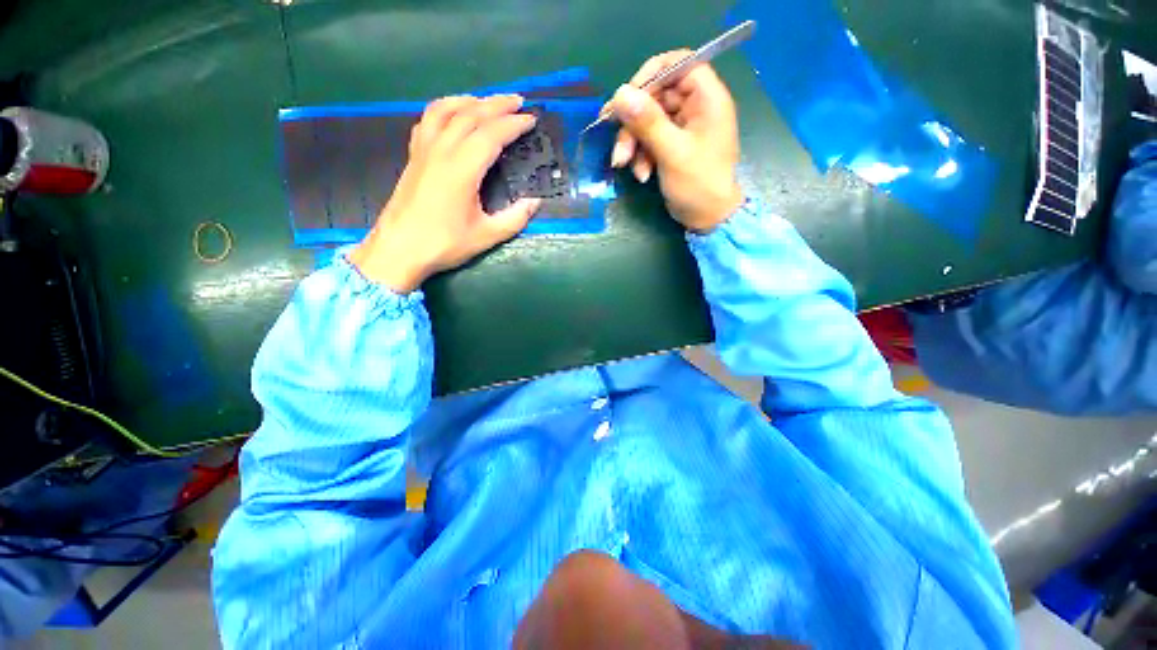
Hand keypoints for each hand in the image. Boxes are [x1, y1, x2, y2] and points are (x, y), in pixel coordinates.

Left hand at [349, 95, 541, 292]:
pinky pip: (428, 120)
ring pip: (446, 110)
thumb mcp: (487, 235)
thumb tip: (535, 202)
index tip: (531, 120)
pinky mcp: (414, 156)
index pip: (492, 135)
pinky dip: (444, 109)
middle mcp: (442, 151)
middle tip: (518, 101)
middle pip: (471, 114)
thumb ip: (515, 218)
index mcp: (462, 169)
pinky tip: (452, 114)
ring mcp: (424, 150)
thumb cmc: (444, 244)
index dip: (514, 125)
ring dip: (470, 100)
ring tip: (488, 101)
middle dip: (497, 104)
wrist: (399, 250)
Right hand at [609, 51, 743, 232]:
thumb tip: (619, 93)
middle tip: (618, 144)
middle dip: (633, 122)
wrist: (707, 218)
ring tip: (624, 165)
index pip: (677, 64)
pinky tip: (641, 174)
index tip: (627, 98)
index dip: (650, 76)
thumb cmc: (699, 184)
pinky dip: (641, 155)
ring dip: (633, 143)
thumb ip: (647, 122)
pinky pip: (649, 140)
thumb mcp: (672, 153)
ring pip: (648, 120)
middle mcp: (695, 106)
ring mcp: (682, 127)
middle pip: (655, 96)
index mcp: (706, 97)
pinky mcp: (672, 145)